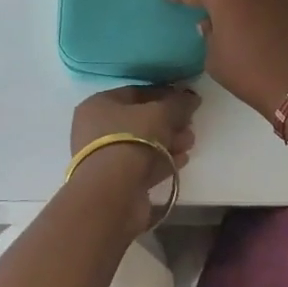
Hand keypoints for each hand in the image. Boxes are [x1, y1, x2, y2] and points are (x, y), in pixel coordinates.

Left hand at [67, 85, 199, 231]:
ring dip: (169, 141)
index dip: (163, 94)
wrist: (112, 194)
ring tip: (190, 141)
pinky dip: (162, 161)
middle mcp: (96, 129)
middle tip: (190, 123)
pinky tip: (182, 159)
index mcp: (98, 105)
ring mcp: (105, 157)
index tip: (186, 99)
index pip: (135, 93)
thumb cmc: (130, 140)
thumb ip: (177, 103)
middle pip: (140, 119)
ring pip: (143, 144)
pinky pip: (143, 165)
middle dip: (169, 121)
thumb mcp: (159, 114)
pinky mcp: (116, 182)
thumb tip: (191, 97)